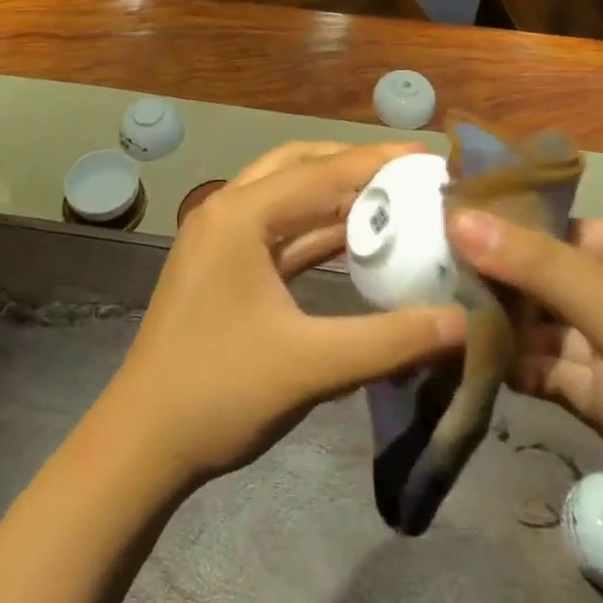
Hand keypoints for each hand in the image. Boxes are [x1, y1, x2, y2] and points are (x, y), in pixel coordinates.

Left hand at [110, 142, 464, 488]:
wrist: (141, 445)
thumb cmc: (219, 393)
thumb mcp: (310, 366)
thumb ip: (389, 341)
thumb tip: (462, 323)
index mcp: (241, 215)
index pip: (321, 173)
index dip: (378, 162)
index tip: (429, 157)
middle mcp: (227, 210)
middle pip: (299, 166)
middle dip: (353, 165)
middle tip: (407, 173)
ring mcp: (221, 237)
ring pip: (287, 195)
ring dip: (335, 195)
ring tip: (391, 199)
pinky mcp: (223, 265)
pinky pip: (279, 229)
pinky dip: (316, 228)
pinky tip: (354, 239)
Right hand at [449, 212, 602, 592]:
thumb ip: (542, 268)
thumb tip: (460, 217)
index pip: (549, 225)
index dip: (494, 225)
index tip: (429, 226)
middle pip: (538, 276)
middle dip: (486, 279)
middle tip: (415, 277)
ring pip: (537, 328)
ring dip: (493, 327)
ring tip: (428, 319)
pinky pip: (546, 373)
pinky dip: (512, 370)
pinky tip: (467, 365)